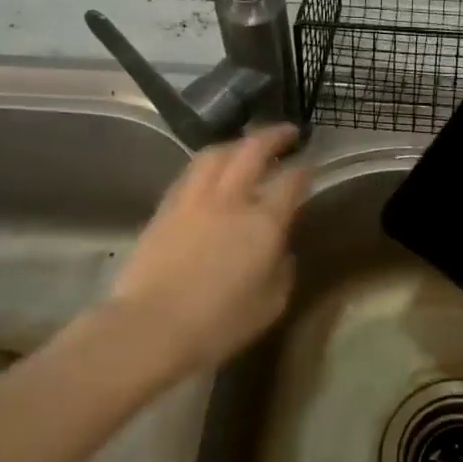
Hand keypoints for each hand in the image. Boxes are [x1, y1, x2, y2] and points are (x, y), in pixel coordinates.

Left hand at [105, 124, 309, 378]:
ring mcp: (193, 200)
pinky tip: (210, 171)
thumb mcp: (271, 303)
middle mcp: (230, 199)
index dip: (305, 169)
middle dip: (274, 136)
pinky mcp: (165, 209)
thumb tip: (280, 250)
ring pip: (216, 154)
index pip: (291, 180)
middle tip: (287, 133)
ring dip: (236, 143)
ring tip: (246, 145)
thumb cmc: (219, 323)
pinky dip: (207, 163)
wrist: (150, 328)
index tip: (312, 164)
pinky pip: (190, 173)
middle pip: (253, 150)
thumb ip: (282, 269)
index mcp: (264, 221)